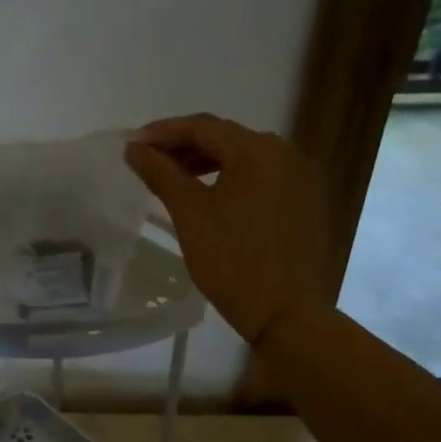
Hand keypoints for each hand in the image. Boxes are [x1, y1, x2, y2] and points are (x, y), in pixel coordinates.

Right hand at [125, 113, 327, 347]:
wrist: (286, 314)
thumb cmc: (232, 260)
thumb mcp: (189, 213)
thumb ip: (161, 173)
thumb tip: (134, 148)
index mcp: (259, 150)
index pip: (203, 127)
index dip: (164, 132)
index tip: (133, 143)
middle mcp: (287, 154)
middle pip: (226, 139)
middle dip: (185, 146)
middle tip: (150, 160)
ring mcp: (302, 179)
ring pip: (245, 158)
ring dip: (208, 163)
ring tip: (175, 177)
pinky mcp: (307, 203)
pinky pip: (262, 178)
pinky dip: (232, 179)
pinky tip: (211, 195)